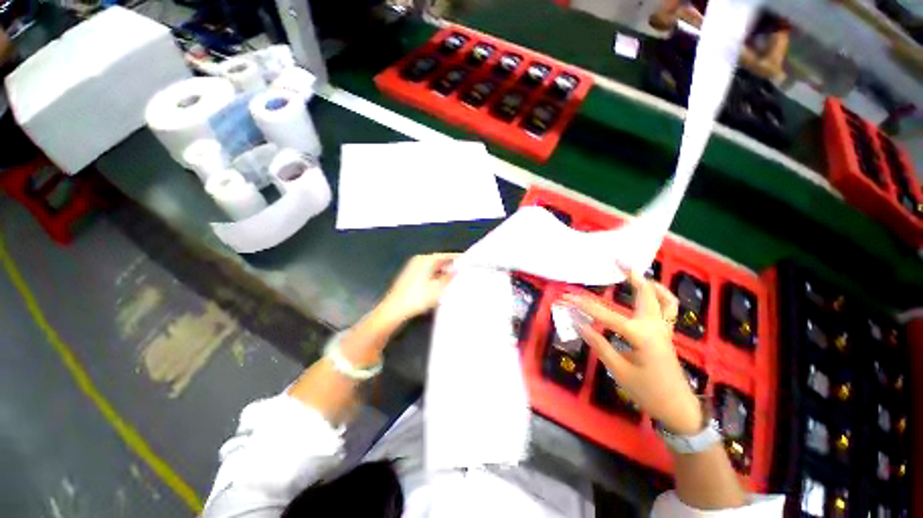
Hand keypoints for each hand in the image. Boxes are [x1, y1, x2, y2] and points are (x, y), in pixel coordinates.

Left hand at [376, 253, 458, 326]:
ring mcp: (414, 269)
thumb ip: (449, 277)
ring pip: (434, 268)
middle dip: (451, 267)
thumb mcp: (438, 288)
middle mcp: (419, 261)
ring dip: (444, 274)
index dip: (458, 258)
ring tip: (456, 280)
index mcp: (426, 259)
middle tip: (465, 273)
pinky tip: (443, 286)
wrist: (394, 310)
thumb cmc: (417, 297)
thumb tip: (457, 270)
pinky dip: (436, 278)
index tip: (470, 261)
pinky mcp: (411, 277)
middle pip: (439, 261)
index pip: (446, 255)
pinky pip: (428, 274)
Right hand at [562, 271, 702, 434]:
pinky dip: (661, 296)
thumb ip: (598, 343)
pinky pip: (669, 308)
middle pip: (644, 293)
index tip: (565, 297)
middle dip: (630, 275)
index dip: (582, 305)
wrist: (677, 409)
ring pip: (662, 297)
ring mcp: (664, 328)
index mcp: (641, 335)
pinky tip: (649, 293)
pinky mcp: (667, 332)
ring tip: (633, 273)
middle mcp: (655, 326)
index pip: (605, 315)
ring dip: (648, 283)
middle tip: (617, 260)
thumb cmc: (647, 391)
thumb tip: (578, 322)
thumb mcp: (618, 369)